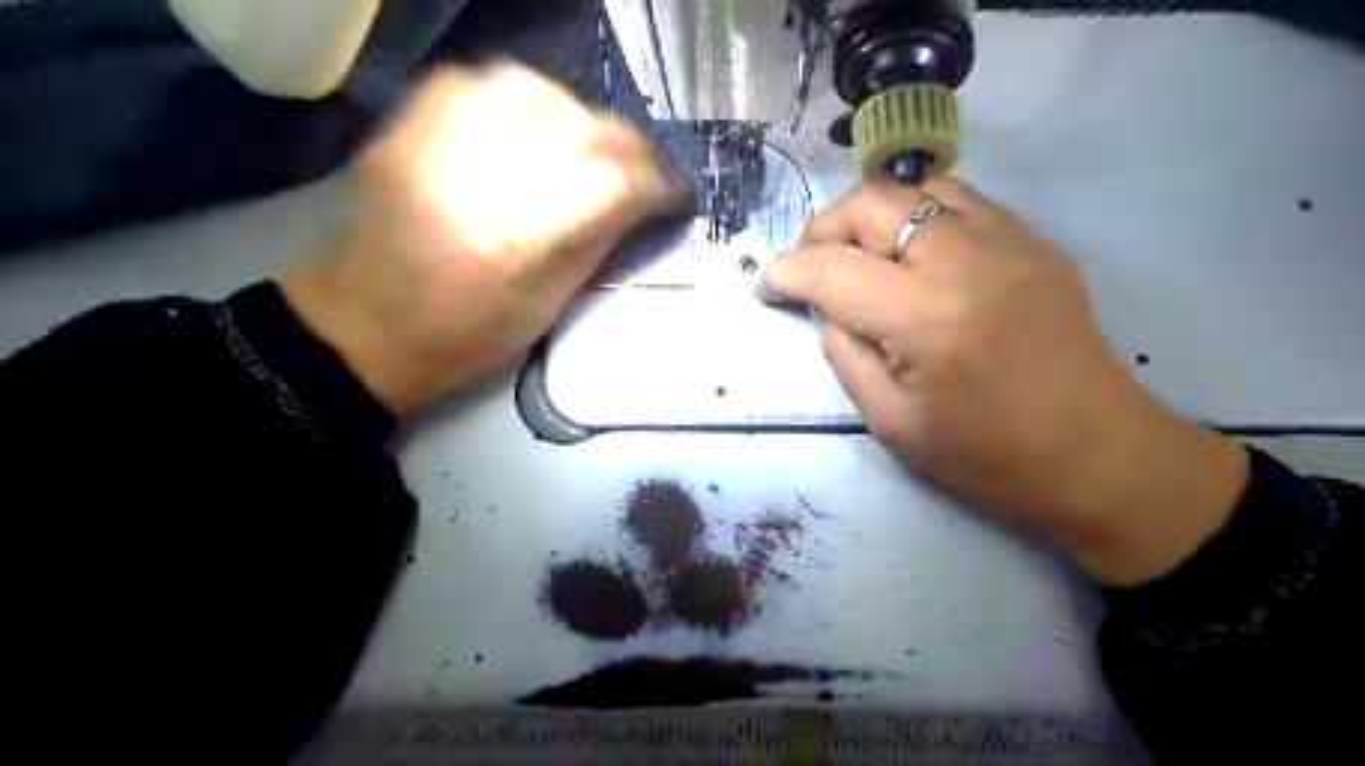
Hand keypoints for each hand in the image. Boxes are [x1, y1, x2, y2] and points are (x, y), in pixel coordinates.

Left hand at [280, 67, 682, 418]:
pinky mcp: (408, 129)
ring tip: (591, 146)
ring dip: (578, 115)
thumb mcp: (548, 307)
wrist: (368, 327)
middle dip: (628, 147)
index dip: (656, 183)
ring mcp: (437, 144)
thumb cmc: (466, 338)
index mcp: (519, 240)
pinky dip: (519, 94)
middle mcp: (480, 178)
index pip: (612, 182)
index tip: (672, 195)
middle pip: (578, 128)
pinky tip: (534, 124)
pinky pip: (476, 80)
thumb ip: (597, 245)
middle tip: (642, 171)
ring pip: (532, 89)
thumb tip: (639, 204)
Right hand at [757, 179, 1245, 587]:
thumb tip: (826, 308)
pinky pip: (962, 202)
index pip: (830, 269)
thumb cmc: (988, 456)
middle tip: (811, 266)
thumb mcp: (891, 422)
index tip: (766, 286)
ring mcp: (1008, 241)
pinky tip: (917, 257)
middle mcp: (963, 260)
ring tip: (863, 256)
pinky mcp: (1035, 242)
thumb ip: (844, 354)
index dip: (785, 273)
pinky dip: (920, 216)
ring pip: (916, 188)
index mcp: (923, 317)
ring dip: (873, 216)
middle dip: (823, 228)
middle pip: (871, 203)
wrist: (1098, 456)